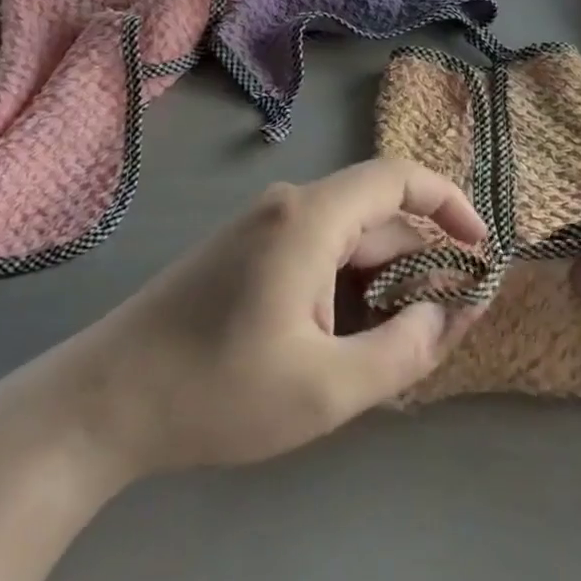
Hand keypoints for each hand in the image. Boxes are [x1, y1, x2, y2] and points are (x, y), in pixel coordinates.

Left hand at [24, 159, 485, 488]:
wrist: (101, 404)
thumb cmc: (216, 392)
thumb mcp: (327, 387)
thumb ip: (404, 350)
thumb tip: (448, 313)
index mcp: (311, 218)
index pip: (399, 176)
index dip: (450, 202)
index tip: (480, 249)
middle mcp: (288, 209)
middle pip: (376, 218)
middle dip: (419, 265)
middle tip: (443, 327)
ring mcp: (261, 231)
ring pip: (346, 243)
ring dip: (381, 286)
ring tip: (395, 350)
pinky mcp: (243, 257)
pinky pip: (315, 258)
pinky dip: (346, 291)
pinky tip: (345, 344)